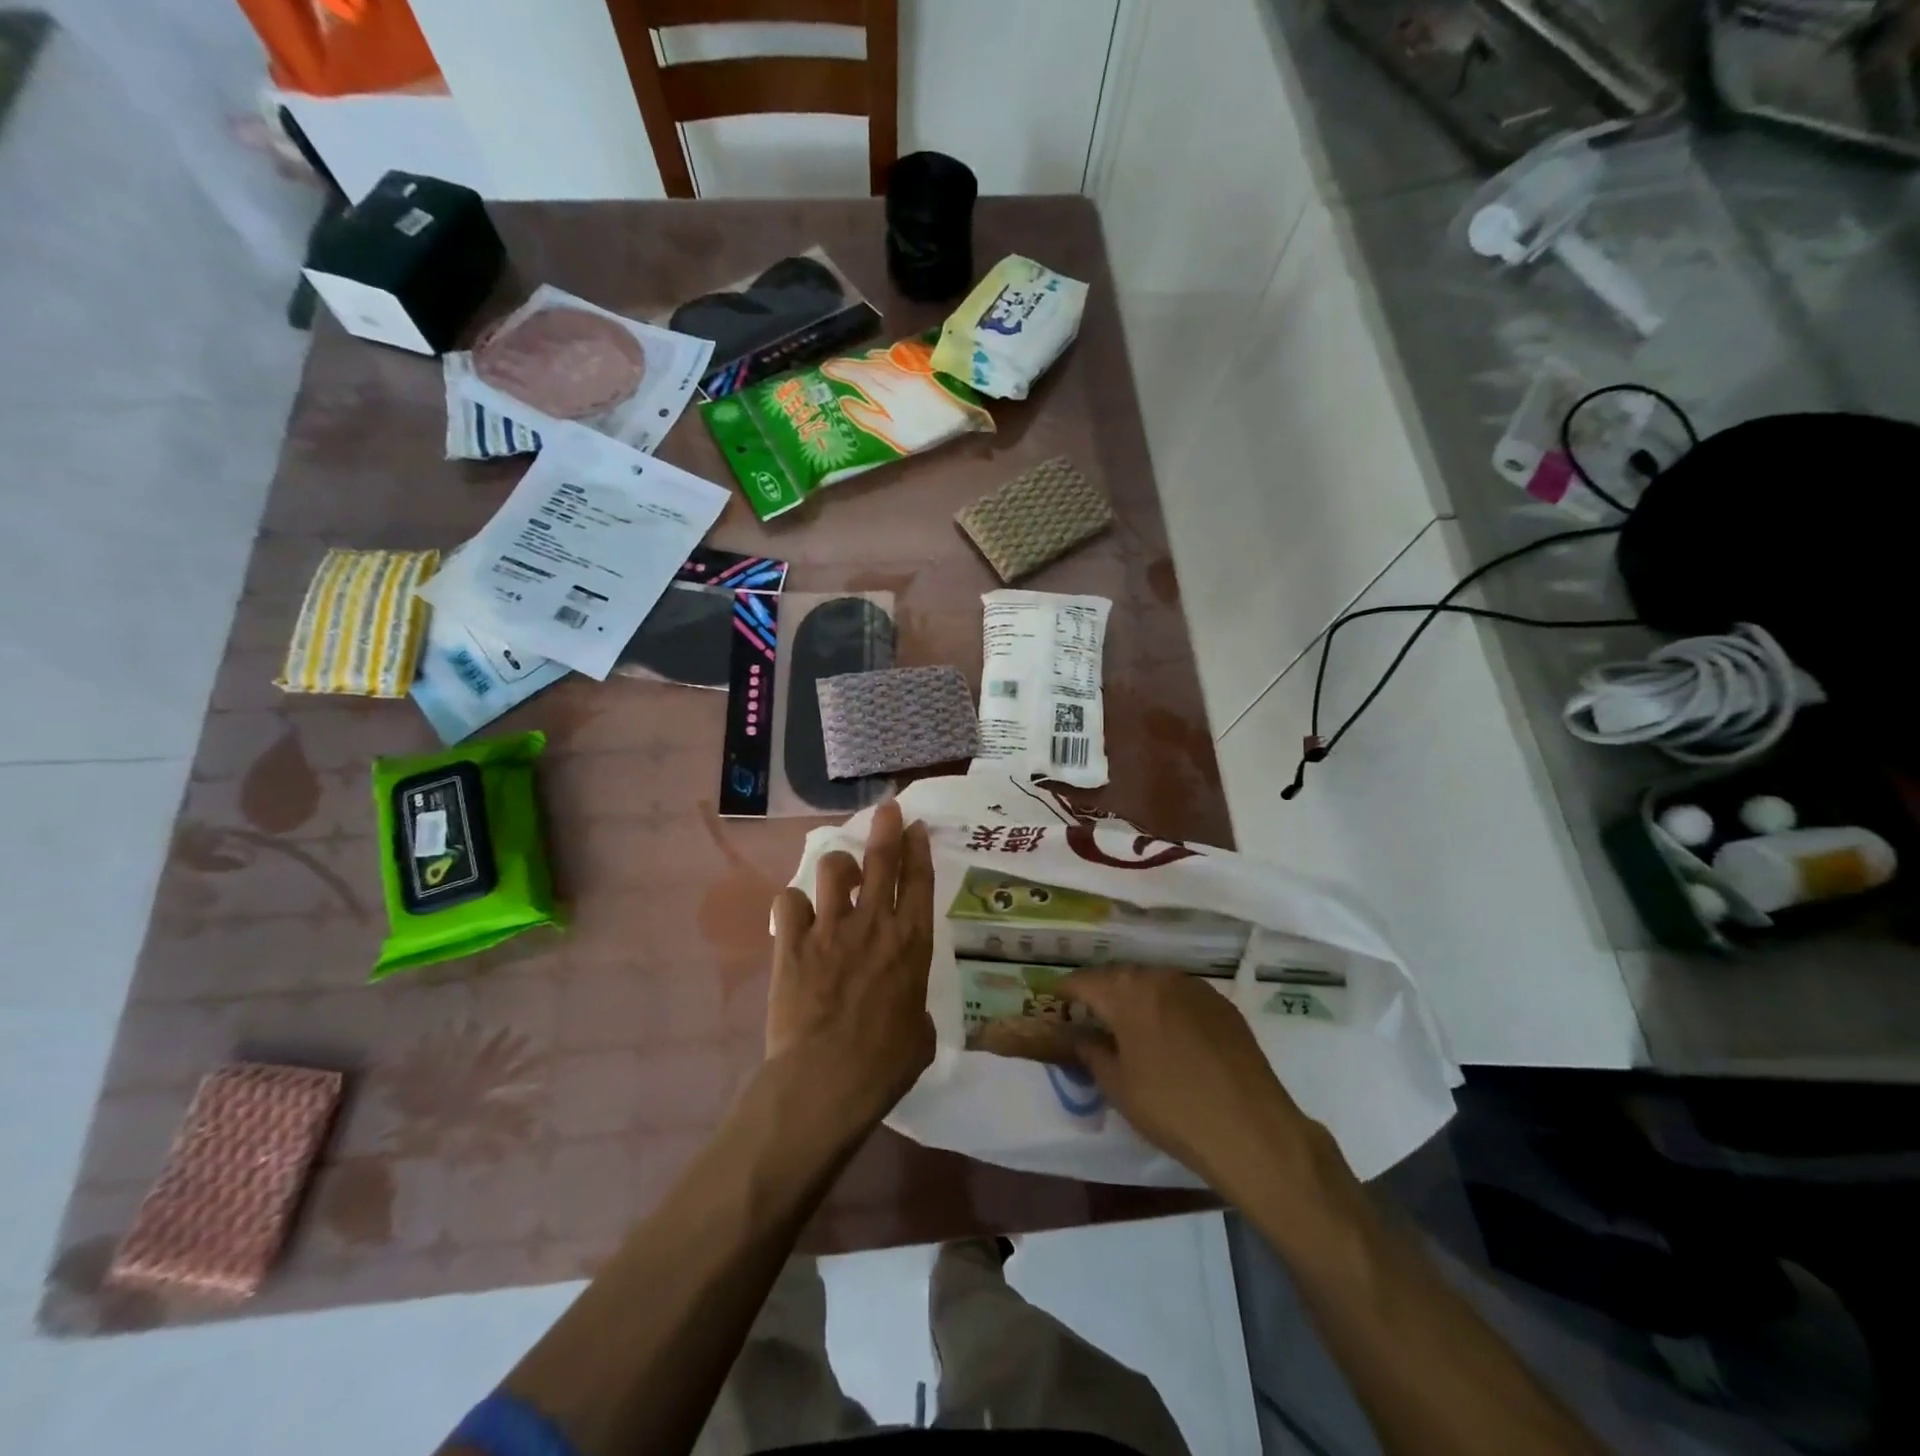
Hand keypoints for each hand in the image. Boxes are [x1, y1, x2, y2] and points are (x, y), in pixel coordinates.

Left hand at [766, 801, 935, 1135]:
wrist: (824, 1080)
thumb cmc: (884, 1064)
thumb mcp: (920, 1034)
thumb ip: (914, 1007)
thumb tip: (906, 1009)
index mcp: (910, 942)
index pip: (918, 881)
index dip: (918, 848)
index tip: (915, 826)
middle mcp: (872, 924)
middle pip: (880, 860)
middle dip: (885, 828)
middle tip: (886, 808)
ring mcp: (829, 929)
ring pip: (832, 869)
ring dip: (837, 866)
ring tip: (837, 874)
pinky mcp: (791, 943)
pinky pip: (789, 902)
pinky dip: (794, 905)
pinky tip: (797, 917)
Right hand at [1032, 965, 1317, 1192]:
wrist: (1251, 1129)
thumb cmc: (1172, 1108)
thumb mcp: (1117, 1085)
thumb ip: (1090, 1051)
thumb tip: (1076, 1034)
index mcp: (1127, 992)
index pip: (1083, 981)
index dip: (1064, 991)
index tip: (1053, 1001)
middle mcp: (1159, 977)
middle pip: (1118, 977)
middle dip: (1100, 992)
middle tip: (1088, 1016)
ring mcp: (1195, 987)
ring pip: (1152, 983)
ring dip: (1135, 997)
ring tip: (1127, 1024)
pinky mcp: (1222, 1004)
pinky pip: (1181, 995)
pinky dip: (1165, 1006)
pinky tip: (1168, 1034)